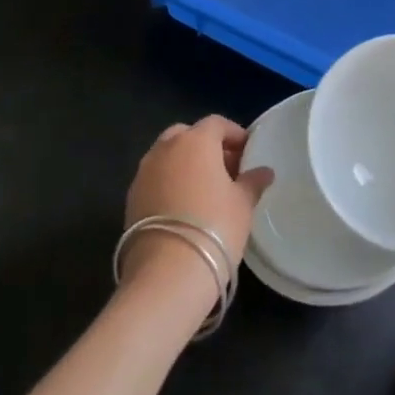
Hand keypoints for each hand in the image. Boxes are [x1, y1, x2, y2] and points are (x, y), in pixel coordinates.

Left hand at [123, 116, 273, 302]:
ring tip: (205, 189)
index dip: (234, 134)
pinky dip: (169, 183)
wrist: (168, 271)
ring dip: (185, 164)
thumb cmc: (215, 226)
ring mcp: (143, 172)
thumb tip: (264, 172)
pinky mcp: (131, 198)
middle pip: (187, 134)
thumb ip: (253, 182)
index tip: (248, 151)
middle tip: (226, 168)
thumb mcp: (243, 203)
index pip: (216, 123)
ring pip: (167, 156)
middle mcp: (165, 148)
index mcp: (195, 141)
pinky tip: (184, 207)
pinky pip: (155, 179)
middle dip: (206, 146)